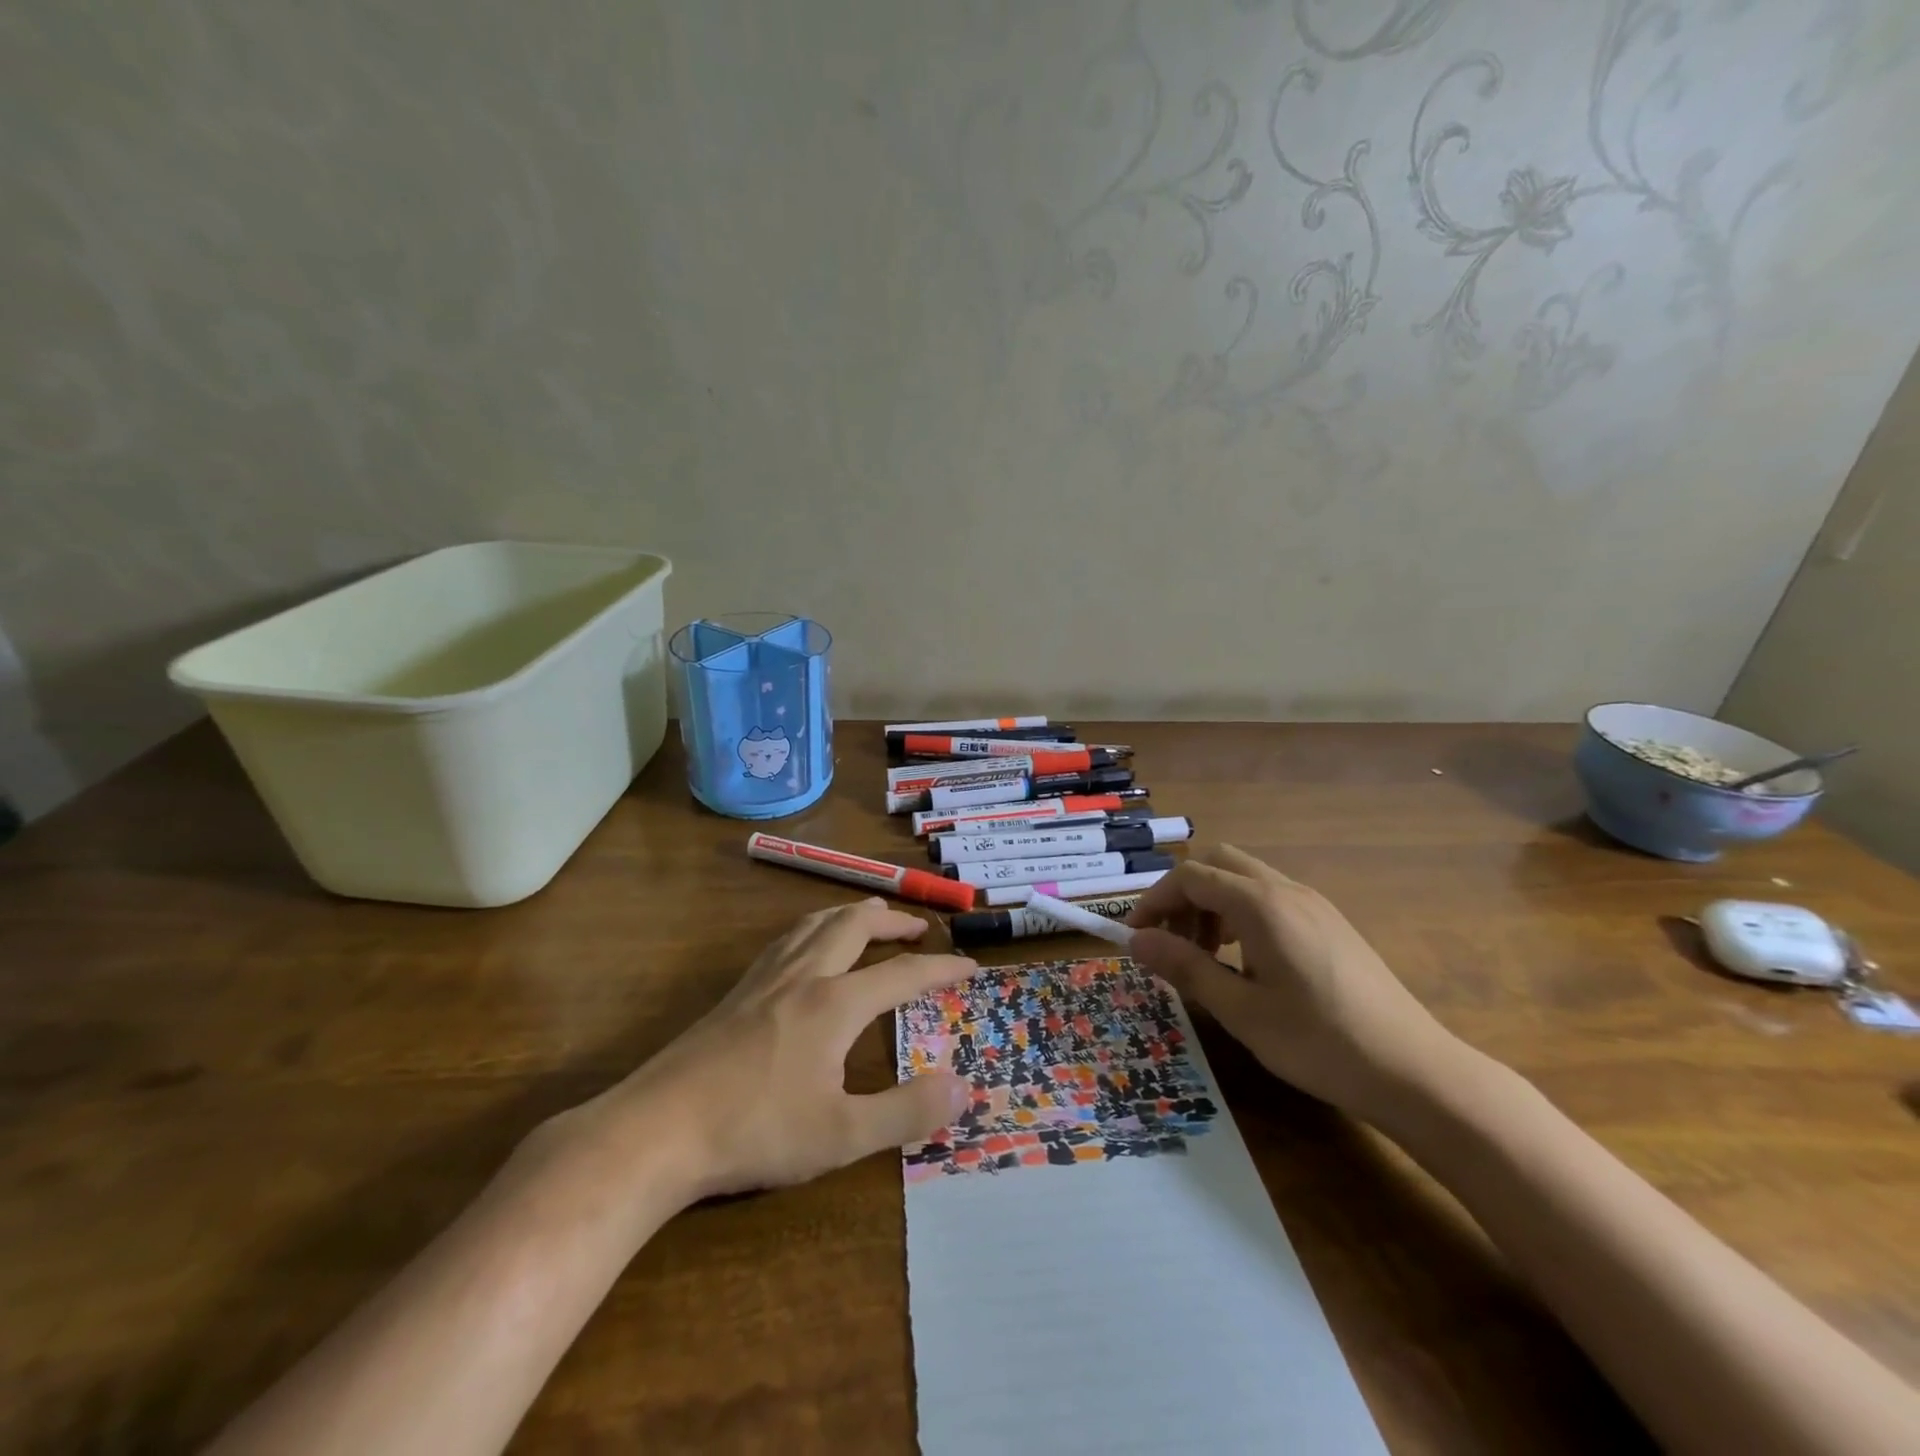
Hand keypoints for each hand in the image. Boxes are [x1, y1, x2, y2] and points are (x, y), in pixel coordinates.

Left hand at [573, 899, 977, 1201]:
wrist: (657, 1130)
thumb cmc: (756, 1131)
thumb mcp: (841, 1135)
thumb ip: (906, 1111)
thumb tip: (963, 1087)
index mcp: (835, 1004)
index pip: (902, 973)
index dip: (941, 968)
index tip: (970, 967)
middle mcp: (804, 977)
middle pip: (855, 926)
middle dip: (892, 922)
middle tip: (917, 928)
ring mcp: (764, 980)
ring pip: (815, 924)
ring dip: (850, 915)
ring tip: (868, 918)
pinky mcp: (735, 994)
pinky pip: (786, 940)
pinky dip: (812, 929)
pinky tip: (804, 948)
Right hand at [1125, 845, 1464, 1124]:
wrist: (1416, 1072)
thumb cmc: (1320, 1042)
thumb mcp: (1241, 1011)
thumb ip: (1185, 968)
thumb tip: (1135, 941)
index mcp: (1262, 905)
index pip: (1190, 877)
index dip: (1153, 901)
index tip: (1135, 938)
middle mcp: (1287, 890)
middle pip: (1217, 863)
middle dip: (1183, 895)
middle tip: (1171, 942)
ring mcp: (1313, 903)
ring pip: (1244, 879)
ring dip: (1212, 904)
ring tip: (1205, 956)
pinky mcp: (1329, 922)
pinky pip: (1270, 897)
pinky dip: (1240, 914)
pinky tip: (1246, 961)